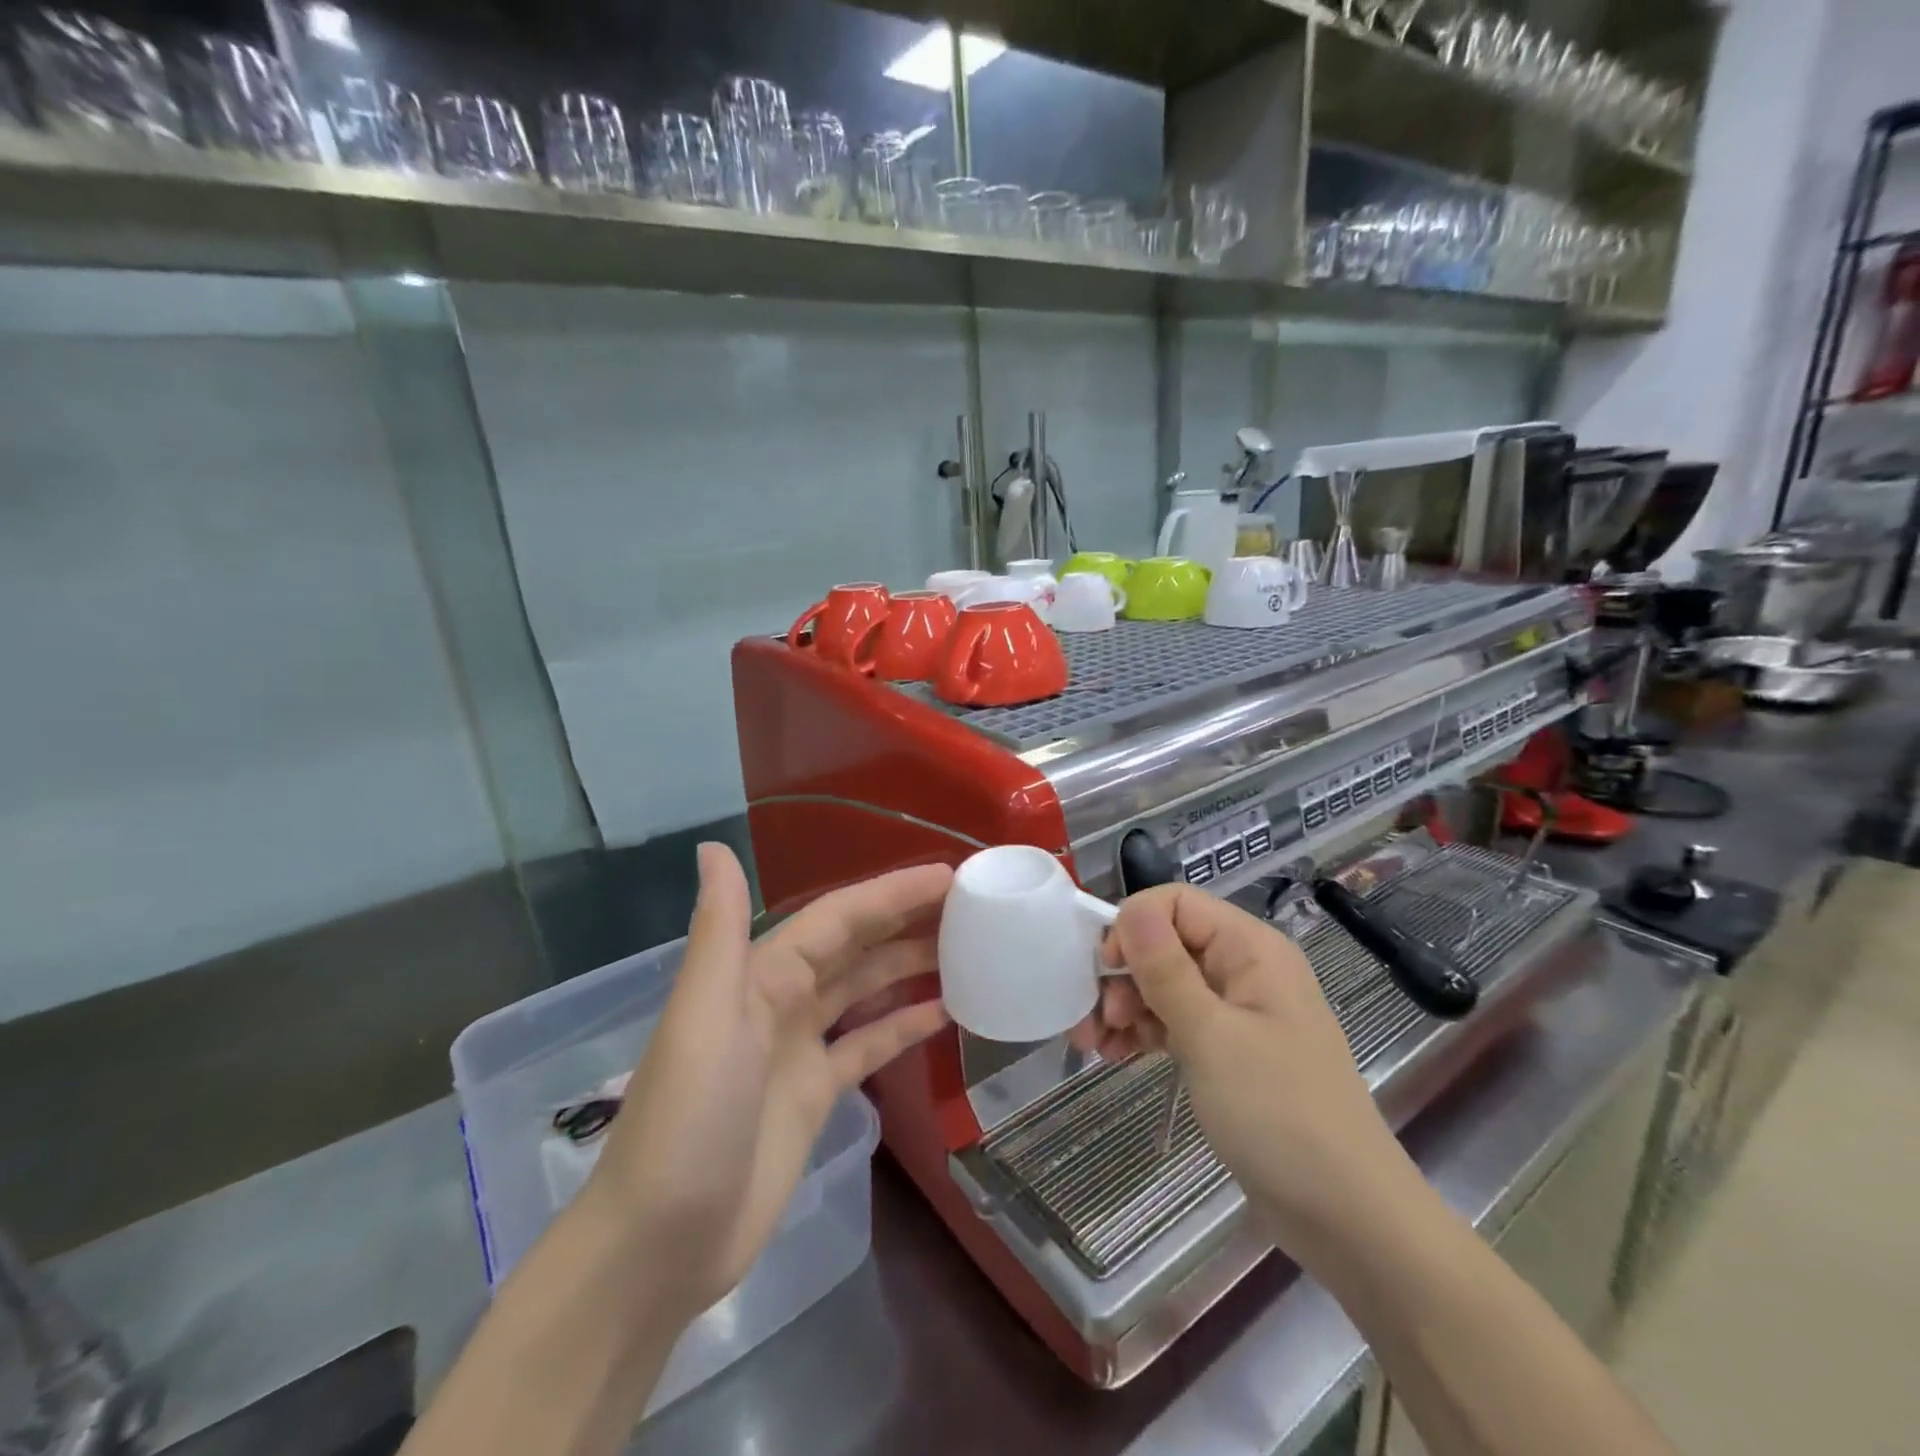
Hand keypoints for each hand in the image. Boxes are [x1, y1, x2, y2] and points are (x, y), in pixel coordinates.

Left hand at [581, 844, 952, 1321]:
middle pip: (855, 946)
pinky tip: (946, 1012)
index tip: (948, 877)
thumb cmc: (688, 1121)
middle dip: (907, 921)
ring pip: (865, 989)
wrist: (660, 1246)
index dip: (890, 894)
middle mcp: (781, 999)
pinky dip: (903, 1024)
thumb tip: (713, 846)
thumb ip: (719, 931)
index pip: (838, 918)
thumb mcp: (703, 1017)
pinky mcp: (815, 1094)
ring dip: (910, 966)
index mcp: (759, 974)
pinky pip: (868, 1043)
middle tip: (972, 906)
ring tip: (969, 950)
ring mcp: (799, 1049)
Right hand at [1070, 885, 1423, 1260]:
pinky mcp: (1229, 1052)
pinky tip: (1115, 1054)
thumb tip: (1130, 908)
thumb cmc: (1278, 1113)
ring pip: (1165, 986)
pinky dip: (1144, 1033)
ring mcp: (1237, 1013)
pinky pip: (1176, 1023)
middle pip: (1166, 945)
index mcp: (1250, 949)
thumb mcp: (1210, 1036)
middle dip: (1123, 974)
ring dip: (1125, 1007)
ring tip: (1093, 1044)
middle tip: (1096, 1018)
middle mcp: (1244, 970)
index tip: (1105, 970)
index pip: (1176, 904)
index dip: (1134, 927)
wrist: (1346, 1217)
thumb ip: (1165, 969)